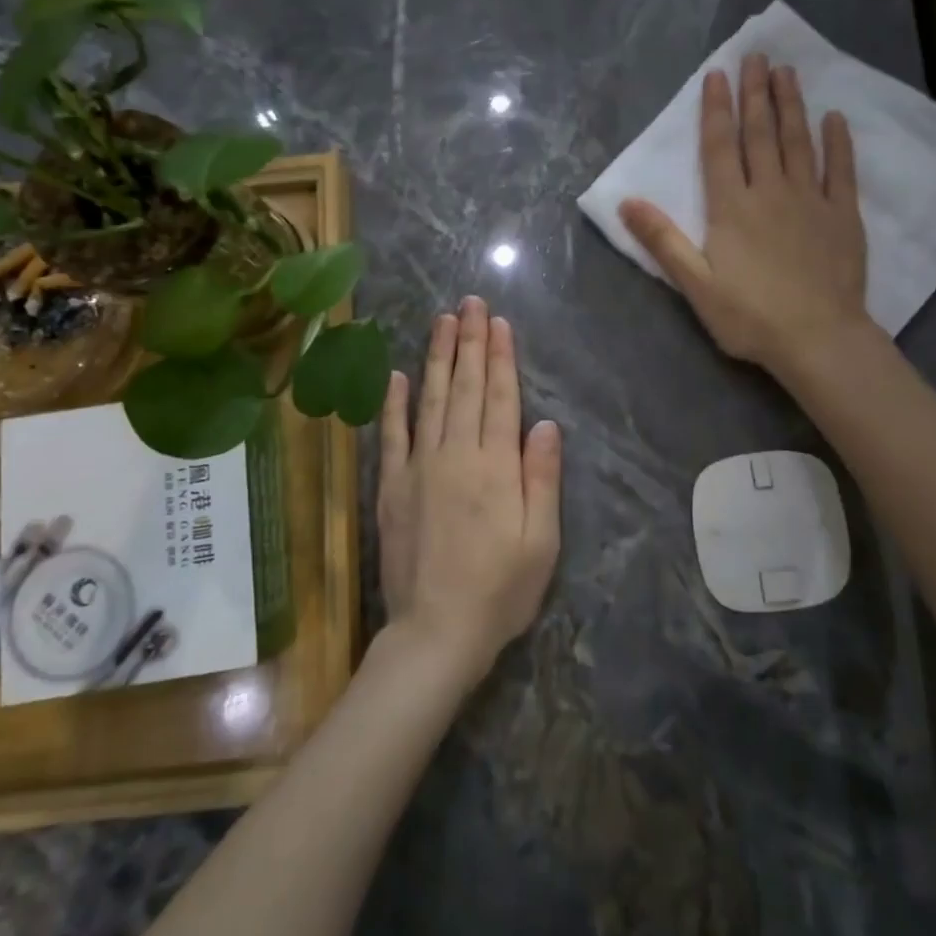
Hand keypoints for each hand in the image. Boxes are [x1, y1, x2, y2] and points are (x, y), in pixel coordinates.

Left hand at [376, 296, 562, 685]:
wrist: (436, 632)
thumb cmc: (500, 590)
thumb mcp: (541, 542)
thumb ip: (541, 478)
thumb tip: (544, 424)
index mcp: (495, 467)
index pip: (499, 398)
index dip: (500, 358)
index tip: (498, 323)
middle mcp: (455, 456)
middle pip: (464, 388)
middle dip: (469, 342)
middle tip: (470, 303)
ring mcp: (418, 469)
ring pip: (429, 400)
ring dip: (437, 358)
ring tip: (442, 322)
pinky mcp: (392, 488)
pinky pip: (392, 437)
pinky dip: (394, 404)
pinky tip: (396, 376)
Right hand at [619, 52, 868, 381]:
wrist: (818, 338)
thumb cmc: (750, 316)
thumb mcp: (695, 285)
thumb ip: (662, 241)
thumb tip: (626, 203)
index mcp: (731, 207)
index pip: (720, 147)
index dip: (716, 109)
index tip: (718, 74)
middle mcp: (770, 191)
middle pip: (760, 134)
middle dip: (755, 93)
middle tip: (756, 55)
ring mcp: (811, 200)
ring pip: (799, 142)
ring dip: (791, 105)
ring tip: (787, 72)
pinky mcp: (843, 215)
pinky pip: (841, 170)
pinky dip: (838, 142)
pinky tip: (835, 118)